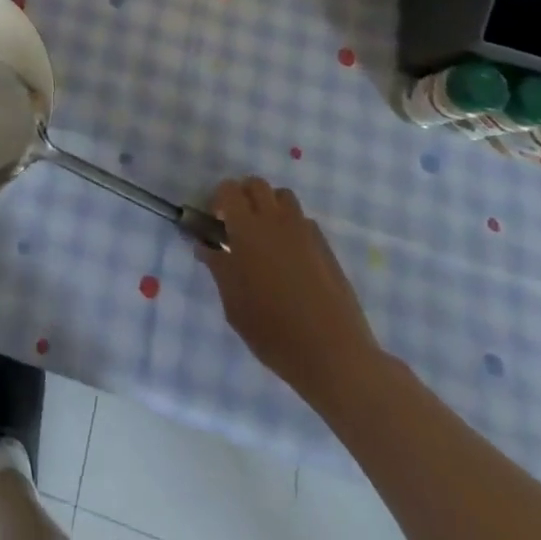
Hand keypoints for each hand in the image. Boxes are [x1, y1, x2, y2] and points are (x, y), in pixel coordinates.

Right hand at [197, 178, 381, 408]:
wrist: (334, 355)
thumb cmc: (274, 331)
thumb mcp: (234, 304)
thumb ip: (218, 267)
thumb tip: (205, 245)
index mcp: (247, 228)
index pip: (228, 189)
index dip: (218, 200)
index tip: (217, 223)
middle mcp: (275, 220)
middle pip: (257, 184)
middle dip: (244, 197)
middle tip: (239, 226)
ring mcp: (304, 231)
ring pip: (283, 197)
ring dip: (270, 207)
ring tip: (267, 237)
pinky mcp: (326, 247)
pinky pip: (304, 221)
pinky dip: (293, 228)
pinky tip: (292, 258)